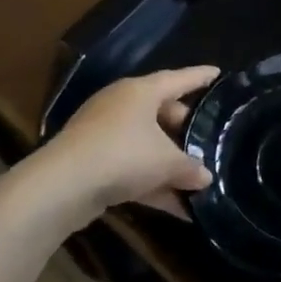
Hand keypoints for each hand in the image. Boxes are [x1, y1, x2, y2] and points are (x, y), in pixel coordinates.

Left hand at [43, 66, 218, 222]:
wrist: (62, 186)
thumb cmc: (123, 155)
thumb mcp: (167, 162)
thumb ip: (191, 167)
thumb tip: (205, 177)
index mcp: (140, 92)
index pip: (178, 79)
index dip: (200, 77)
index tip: (218, 74)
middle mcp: (121, 106)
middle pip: (162, 112)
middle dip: (186, 130)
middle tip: (208, 141)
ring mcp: (104, 134)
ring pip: (147, 144)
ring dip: (170, 163)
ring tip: (198, 180)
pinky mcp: (93, 162)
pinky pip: (133, 168)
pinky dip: (153, 183)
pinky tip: (177, 208)